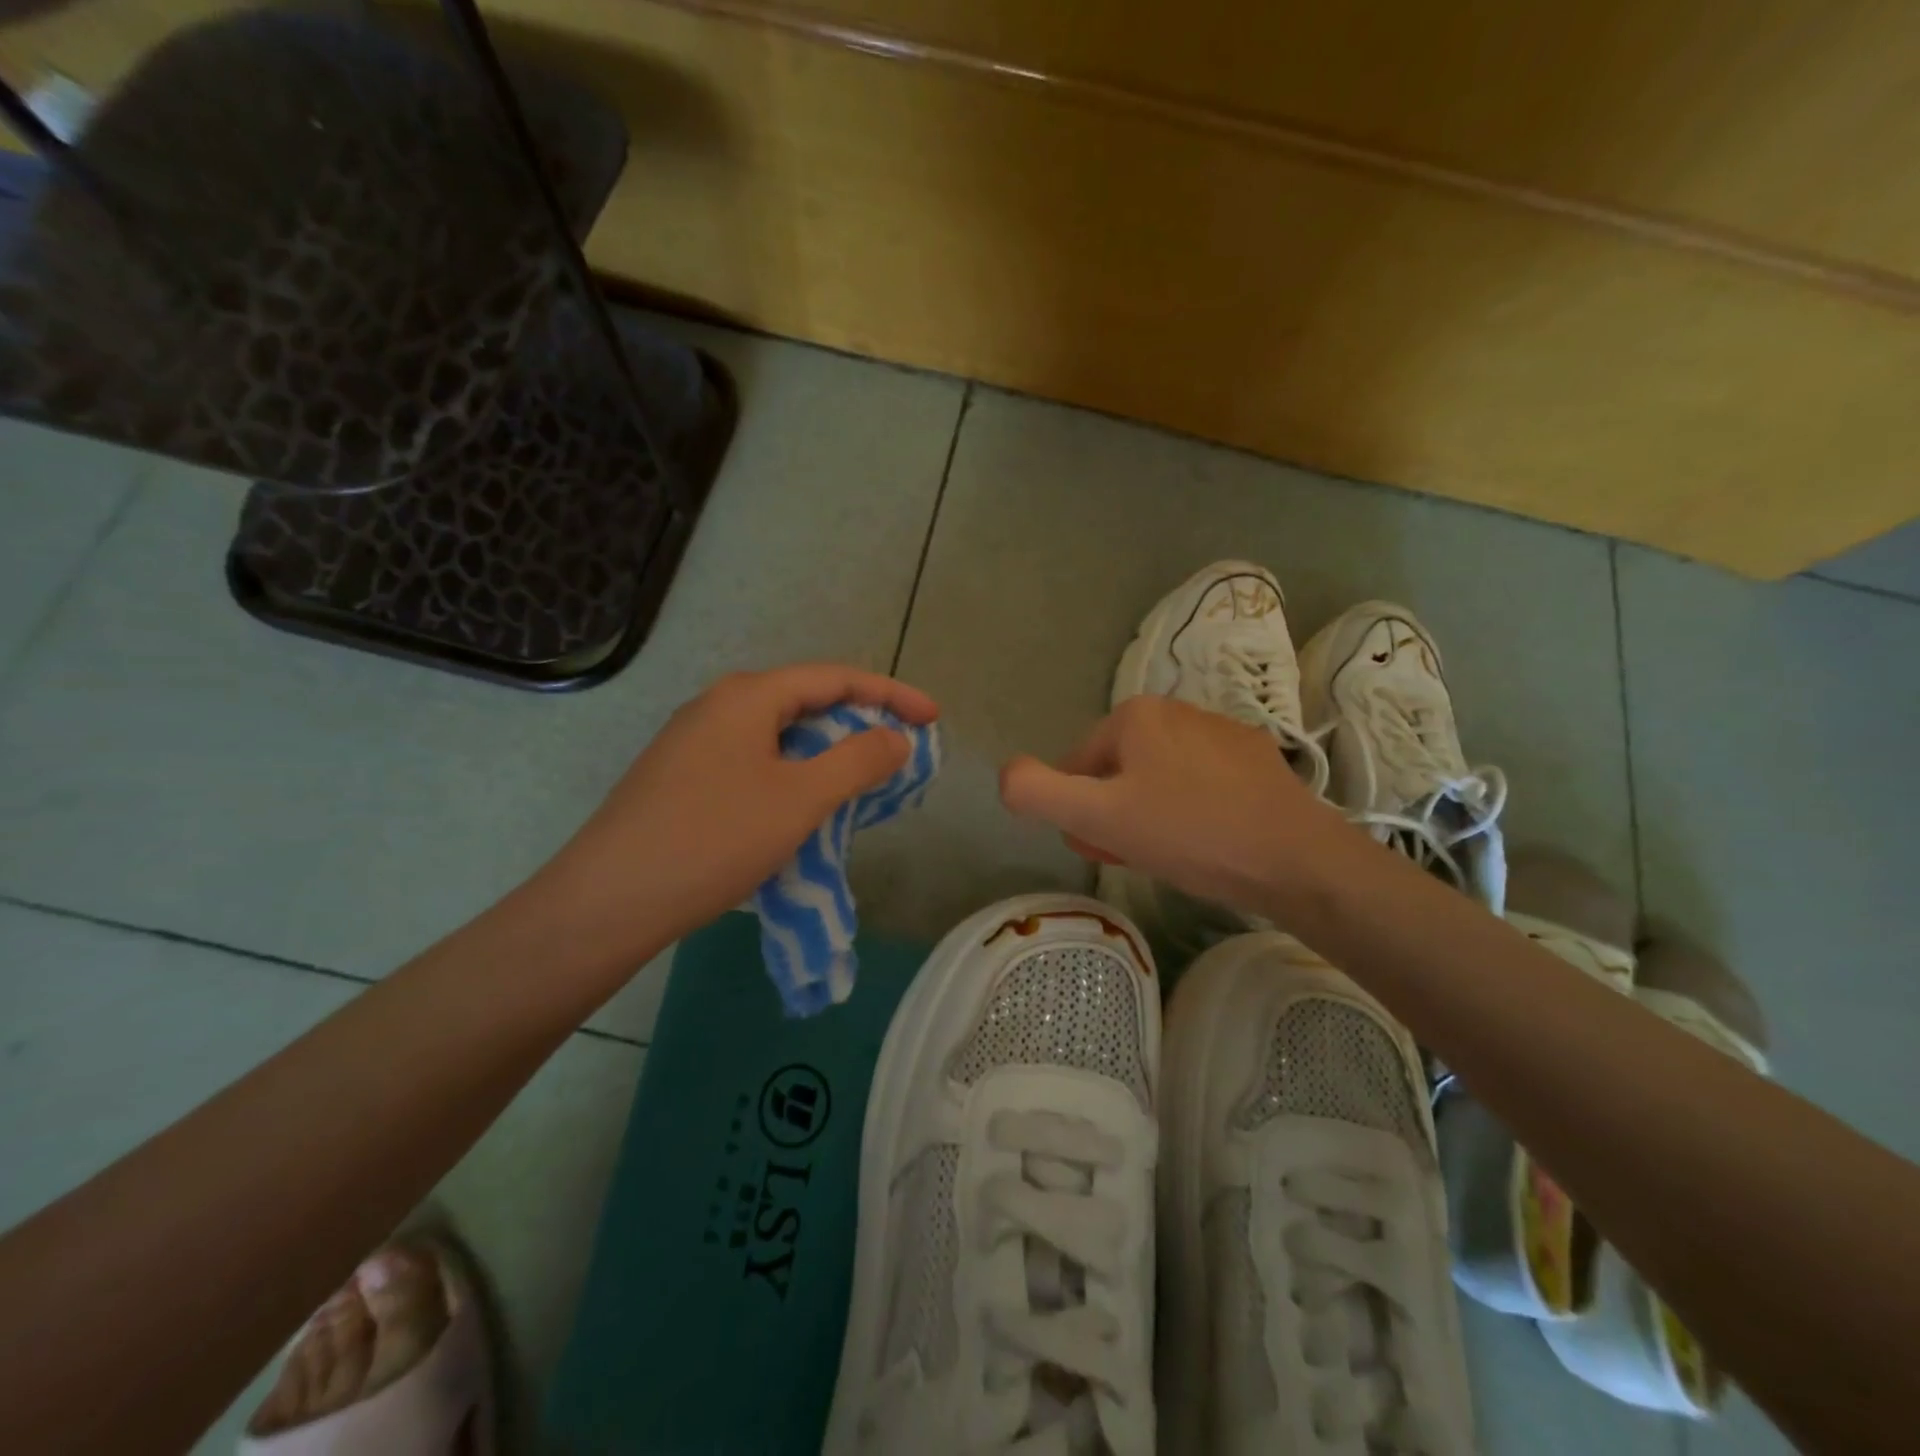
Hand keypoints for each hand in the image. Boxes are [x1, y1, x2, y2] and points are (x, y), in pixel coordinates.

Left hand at [539, 664, 939, 960]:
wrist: (609, 900)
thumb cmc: (714, 838)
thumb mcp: (800, 798)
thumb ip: (858, 760)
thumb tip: (895, 737)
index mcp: (748, 696)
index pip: (836, 677)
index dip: (891, 693)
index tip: (933, 718)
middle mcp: (718, 705)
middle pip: (806, 700)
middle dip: (859, 721)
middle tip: (899, 751)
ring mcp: (694, 741)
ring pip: (779, 734)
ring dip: (826, 751)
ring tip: (861, 780)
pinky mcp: (682, 777)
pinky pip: (754, 761)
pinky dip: (793, 773)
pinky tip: (803, 805)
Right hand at [999, 696, 1360, 916]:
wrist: (1295, 859)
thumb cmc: (1188, 833)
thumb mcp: (1098, 818)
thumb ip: (1036, 792)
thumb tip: (1004, 774)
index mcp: (1133, 715)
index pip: (1076, 766)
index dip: (1079, 812)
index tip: (1102, 847)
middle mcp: (1175, 708)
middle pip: (1117, 769)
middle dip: (1115, 812)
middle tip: (1135, 854)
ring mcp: (1220, 730)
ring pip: (1158, 776)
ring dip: (1150, 813)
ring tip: (1173, 852)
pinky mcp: (1255, 758)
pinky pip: (1200, 782)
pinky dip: (1191, 809)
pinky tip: (1208, 841)